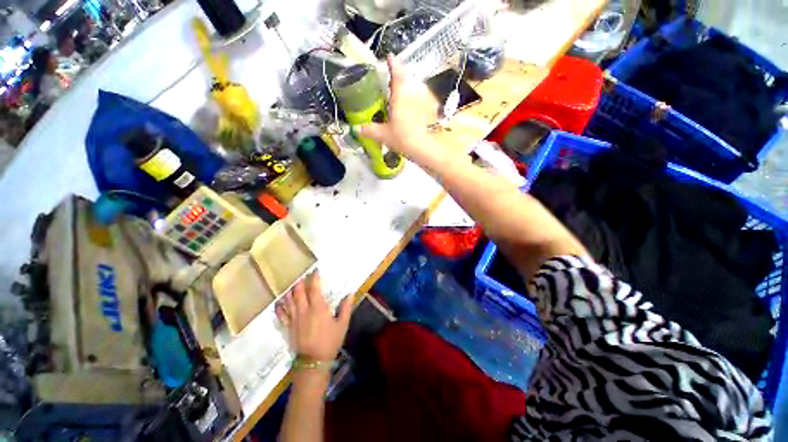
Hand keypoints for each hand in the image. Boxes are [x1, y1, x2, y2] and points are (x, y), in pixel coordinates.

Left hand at [275, 272, 352, 361]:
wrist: (313, 362)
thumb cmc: (330, 341)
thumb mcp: (342, 324)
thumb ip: (346, 308)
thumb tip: (351, 293)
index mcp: (318, 308)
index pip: (314, 289)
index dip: (314, 278)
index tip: (315, 270)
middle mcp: (304, 310)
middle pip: (299, 292)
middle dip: (300, 281)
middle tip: (301, 274)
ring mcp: (294, 319)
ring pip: (289, 301)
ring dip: (290, 291)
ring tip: (290, 283)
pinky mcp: (288, 327)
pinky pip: (281, 314)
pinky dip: (280, 307)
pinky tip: (278, 302)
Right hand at [359, 55, 450, 168]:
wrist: (425, 148)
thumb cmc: (403, 138)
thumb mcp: (384, 135)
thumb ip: (370, 130)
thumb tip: (356, 128)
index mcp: (400, 96)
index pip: (396, 75)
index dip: (393, 64)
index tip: (391, 56)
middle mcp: (412, 95)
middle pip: (406, 82)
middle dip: (400, 81)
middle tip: (392, 85)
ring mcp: (423, 103)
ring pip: (415, 92)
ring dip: (408, 93)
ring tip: (400, 101)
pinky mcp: (430, 112)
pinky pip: (421, 103)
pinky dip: (415, 104)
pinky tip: (411, 114)